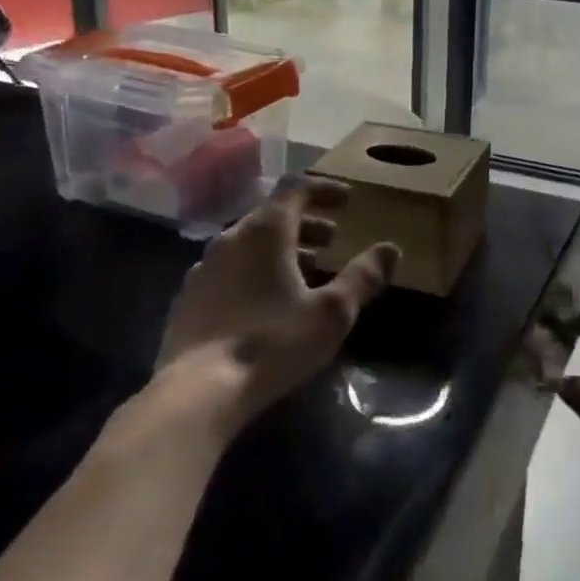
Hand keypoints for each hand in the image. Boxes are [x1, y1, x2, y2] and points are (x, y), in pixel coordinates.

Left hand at [155, 177, 398, 432]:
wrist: (197, 393)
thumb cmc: (272, 343)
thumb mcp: (331, 313)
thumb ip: (363, 277)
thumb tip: (391, 249)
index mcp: (265, 230)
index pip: (296, 187)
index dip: (323, 189)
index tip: (347, 200)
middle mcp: (230, 238)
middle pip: (272, 214)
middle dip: (306, 222)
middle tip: (332, 238)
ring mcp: (204, 268)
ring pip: (248, 243)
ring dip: (280, 247)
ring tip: (305, 269)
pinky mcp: (188, 298)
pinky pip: (228, 269)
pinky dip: (253, 270)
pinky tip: (264, 300)